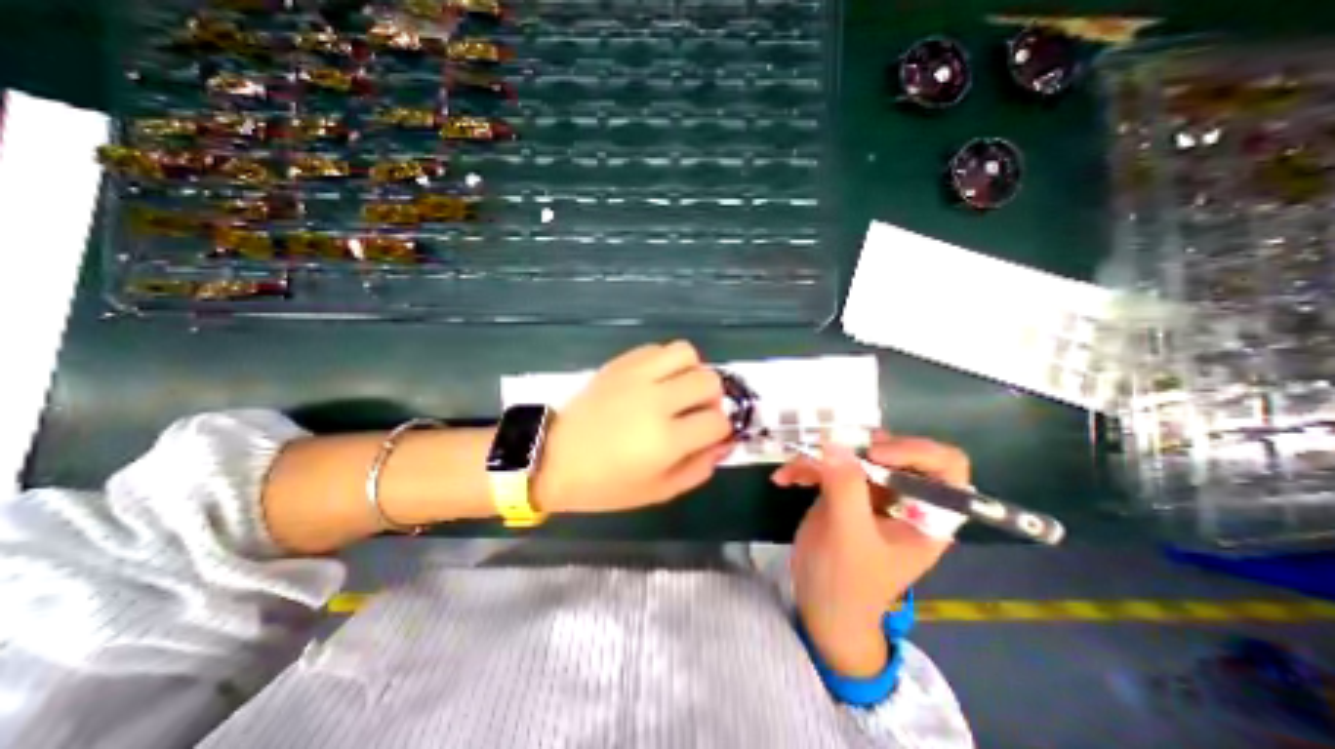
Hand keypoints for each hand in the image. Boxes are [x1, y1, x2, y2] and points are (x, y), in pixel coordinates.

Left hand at [535, 343, 733, 513]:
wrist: (553, 457)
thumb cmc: (605, 484)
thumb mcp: (658, 491)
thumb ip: (698, 469)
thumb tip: (723, 444)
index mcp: (665, 440)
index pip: (717, 421)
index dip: (721, 430)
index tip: (710, 435)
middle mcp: (656, 401)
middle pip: (709, 380)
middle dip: (712, 398)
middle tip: (697, 411)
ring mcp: (636, 377)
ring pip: (687, 353)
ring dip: (692, 371)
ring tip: (679, 389)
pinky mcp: (620, 364)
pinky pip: (658, 348)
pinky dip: (666, 362)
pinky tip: (656, 380)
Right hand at [772, 426, 972, 678]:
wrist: (818, 604)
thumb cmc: (845, 581)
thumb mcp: (849, 536)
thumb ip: (847, 488)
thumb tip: (834, 442)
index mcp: (926, 514)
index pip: (944, 465)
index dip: (915, 451)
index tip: (874, 454)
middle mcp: (902, 497)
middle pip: (892, 451)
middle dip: (857, 448)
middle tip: (829, 448)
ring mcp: (870, 492)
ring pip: (853, 454)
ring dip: (821, 456)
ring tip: (796, 465)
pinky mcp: (843, 491)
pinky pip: (827, 466)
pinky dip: (805, 468)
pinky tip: (785, 479)